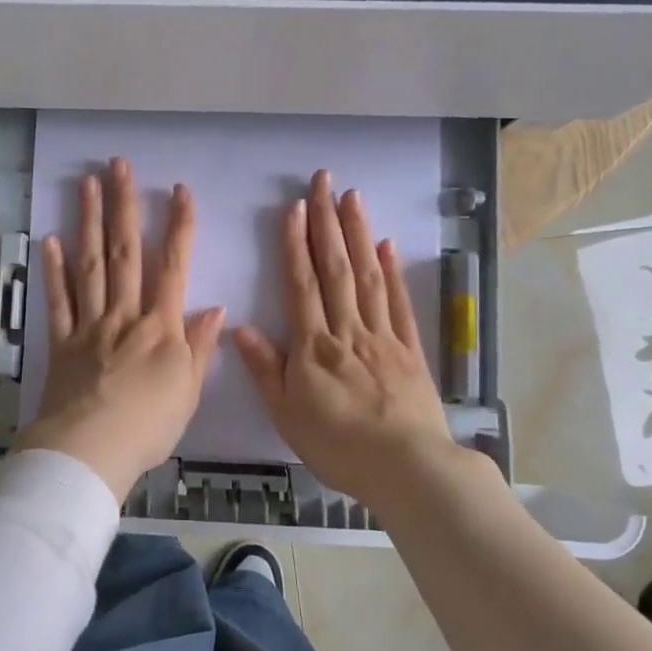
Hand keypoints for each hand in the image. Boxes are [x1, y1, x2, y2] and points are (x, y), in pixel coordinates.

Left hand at [14, 157, 225, 501]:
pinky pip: (58, 300)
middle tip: (119, 165)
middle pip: (125, 253)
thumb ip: (200, 347)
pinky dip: (53, 270)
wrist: (90, 452)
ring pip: (90, 265)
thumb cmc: (148, 427)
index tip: (180, 191)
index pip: (173, 267)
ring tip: (87, 184)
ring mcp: (88, 325)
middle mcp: (124, 315)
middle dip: (124, 206)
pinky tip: (51, 239)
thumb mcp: (188, 391)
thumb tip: (216, 308)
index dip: (179, 227)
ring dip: (89, 222)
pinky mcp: (61, 341)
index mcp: (159, 328)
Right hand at [233, 170, 482, 509]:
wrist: (407, 469)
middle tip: (324, 181)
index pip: (302, 285)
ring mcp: (383, 337)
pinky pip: (399, 304)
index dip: (295, 244)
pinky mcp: (410, 350)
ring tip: (353, 198)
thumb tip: (241, 327)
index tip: (293, 207)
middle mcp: (348, 331)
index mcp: (314, 347)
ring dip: (359, 234)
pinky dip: (393, 272)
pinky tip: (388, 245)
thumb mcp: (287, 414)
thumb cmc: (338, 446)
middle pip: (336, 269)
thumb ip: (265, 368)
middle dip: (327, 223)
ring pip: (368, 277)